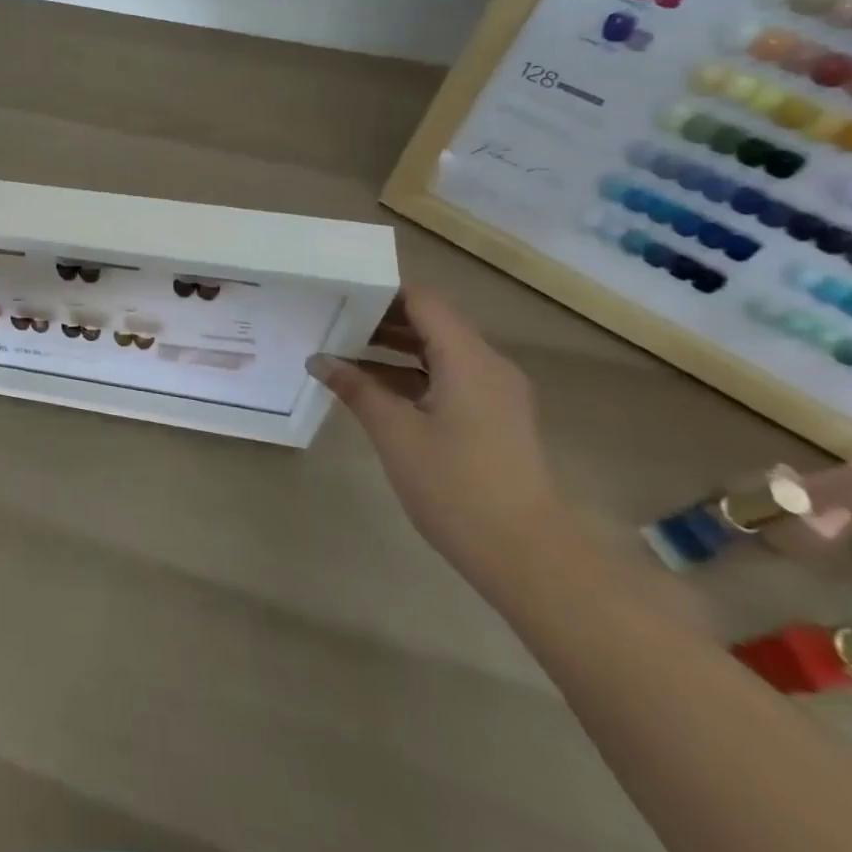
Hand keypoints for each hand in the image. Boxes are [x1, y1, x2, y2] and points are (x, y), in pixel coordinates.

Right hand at [309, 288, 573, 591]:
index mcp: (467, 357)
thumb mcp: (395, 433)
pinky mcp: (496, 420)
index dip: (381, 291)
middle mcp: (488, 365)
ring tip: (344, 352)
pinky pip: (449, 379)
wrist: (532, 560)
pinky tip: (375, 392)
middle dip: (382, 319)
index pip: (422, 300)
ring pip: (439, 352)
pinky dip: (412, 376)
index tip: (340, 293)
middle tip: (333, 320)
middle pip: (432, 322)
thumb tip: (319, 360)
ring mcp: (496, 394)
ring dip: (395, 349)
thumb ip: (357, 389)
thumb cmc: (458, 487)